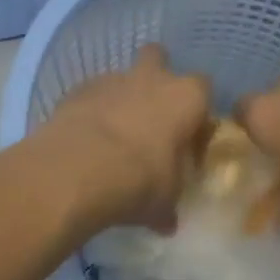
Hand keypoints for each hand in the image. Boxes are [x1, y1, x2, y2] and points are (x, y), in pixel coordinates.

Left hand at [38, 46, 211, 232]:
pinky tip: (85, 138)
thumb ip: (169, 204)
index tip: (189, 138)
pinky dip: (91, 109)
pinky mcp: (77, 89)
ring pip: (121, 75)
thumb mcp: (164, 203)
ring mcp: (111, 79)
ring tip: (112, 133)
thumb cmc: (138, 181)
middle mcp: (152, 78)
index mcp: (186, 98)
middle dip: (156, 77)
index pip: (204, 90)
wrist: (76, 171)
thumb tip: (167, 221)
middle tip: (151, 114)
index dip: (197, 112)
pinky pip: (90, 93)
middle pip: (159, 57)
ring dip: (121, 97)